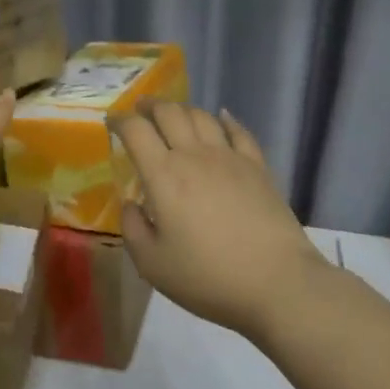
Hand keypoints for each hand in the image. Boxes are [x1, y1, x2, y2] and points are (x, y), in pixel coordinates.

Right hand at [113, 103, 325, 342]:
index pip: (136, 131)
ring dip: (183, 109)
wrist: (277, 283)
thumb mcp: (152, 264)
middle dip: (150, 106)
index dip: (120, 121)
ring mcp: (229, 157)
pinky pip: (239, 131)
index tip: (112, 122)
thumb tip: (131, 204)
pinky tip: (221, 117)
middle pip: (169, 112)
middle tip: (141, 109)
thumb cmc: (208, 277)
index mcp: (163, 175)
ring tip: (174, 115)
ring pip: (202, 116)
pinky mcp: (257, 167)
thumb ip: (133, 229)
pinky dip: (225, 119)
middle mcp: (194, 155)